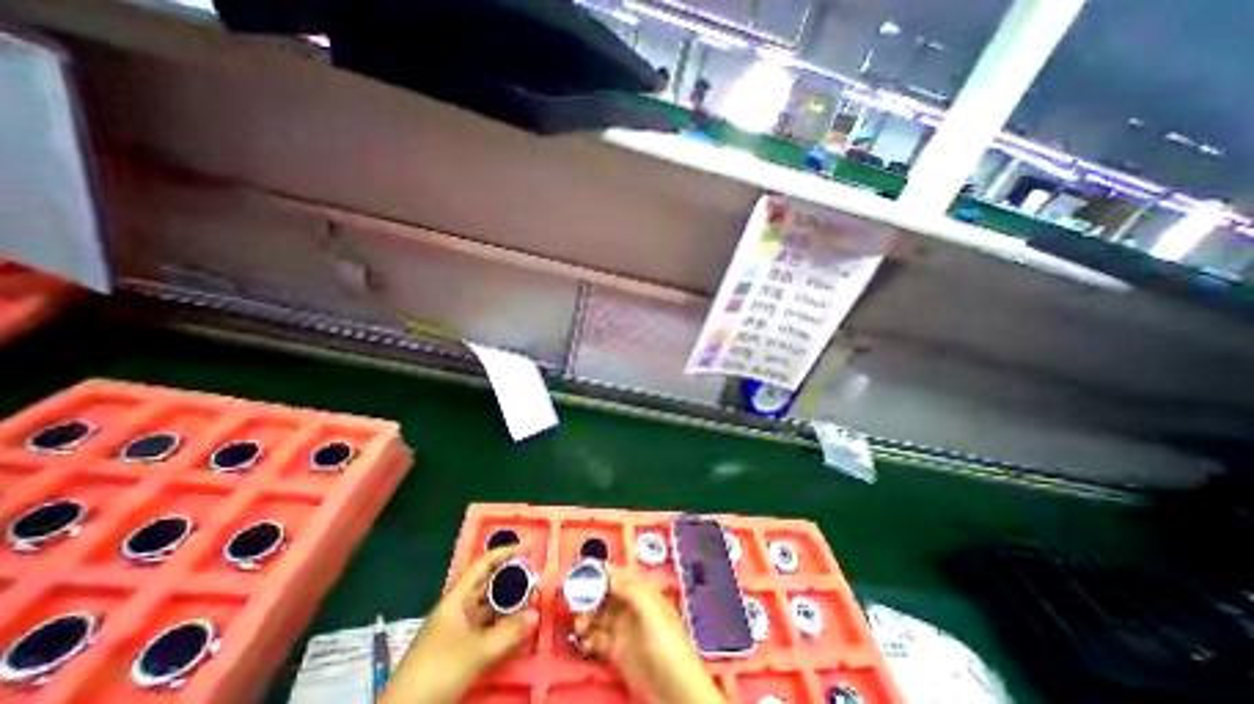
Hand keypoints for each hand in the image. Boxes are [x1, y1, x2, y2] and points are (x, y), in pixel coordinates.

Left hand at [381, 551, 537, 703]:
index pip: (483, 564)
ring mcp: (455, 630)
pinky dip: (500, 623)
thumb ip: (508, 632)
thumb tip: (536, 615)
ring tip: (529, 600)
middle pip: (486, 584)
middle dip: (510, 579)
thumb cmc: (437, 671)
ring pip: (486, 607)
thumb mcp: (477, 651)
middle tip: (533, 577)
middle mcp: (455, 609)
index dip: (505, 552)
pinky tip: (513, 627)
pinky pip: (484, 627)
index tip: (528, 548)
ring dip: (507, 603)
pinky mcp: (456, 649)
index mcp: (455, 599)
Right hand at [572, 567, 725, 703]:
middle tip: (574, 599)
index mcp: (643, 592)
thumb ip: (629, 590)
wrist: (674, 688)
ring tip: (579, 626)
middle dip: (590, 594)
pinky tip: (585, 643)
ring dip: (587, 617)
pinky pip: (598, 639)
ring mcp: (624, 629)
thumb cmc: (667, 642)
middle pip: (606, 594)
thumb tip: (607, 575)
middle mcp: (631, 607)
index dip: (602, 571)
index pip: (620, 575)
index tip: (583, 567)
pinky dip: (589, 638)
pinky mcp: (618, 651)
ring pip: (599, 616)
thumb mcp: (650, 610)